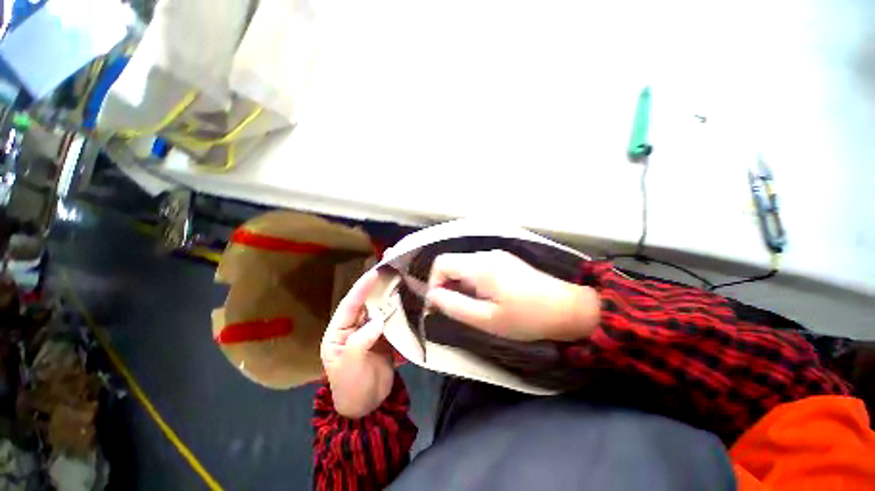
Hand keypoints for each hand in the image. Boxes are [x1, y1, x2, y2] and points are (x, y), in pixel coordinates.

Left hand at [320, 270, 393, 417]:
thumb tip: (378, 321)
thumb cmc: (351, 388)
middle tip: (389, 268)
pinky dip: (397, 308)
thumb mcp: (349, 367)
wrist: (369, 405)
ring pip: (378, 308)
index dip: (362, 288)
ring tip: (399, 277)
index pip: (350, 305)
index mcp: (338, 332)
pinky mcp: (384, 334)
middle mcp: (353, 326)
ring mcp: (369, 330)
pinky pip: (390, 318)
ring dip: (388, 294)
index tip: (374, 273)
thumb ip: (360, 342)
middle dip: (375, 285)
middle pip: (365, 302)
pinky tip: (406, 297)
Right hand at [426, 250, 599, 341]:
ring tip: (471, 307)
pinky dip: (472, 282)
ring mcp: (497, 256)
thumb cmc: (527, 317)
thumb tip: (432, 297)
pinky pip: (477, 268)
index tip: (438, 305)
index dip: (434, 283)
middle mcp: (486, 254)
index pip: (441, 263)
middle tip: (454, 310)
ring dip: (459, 285)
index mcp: (481, 266)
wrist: (568, 308)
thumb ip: (455, 306)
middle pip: (452, 263)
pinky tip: (485, 298)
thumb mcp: (488, 319)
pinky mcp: (504, 261)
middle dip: (446, 285)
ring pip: (464, 266)